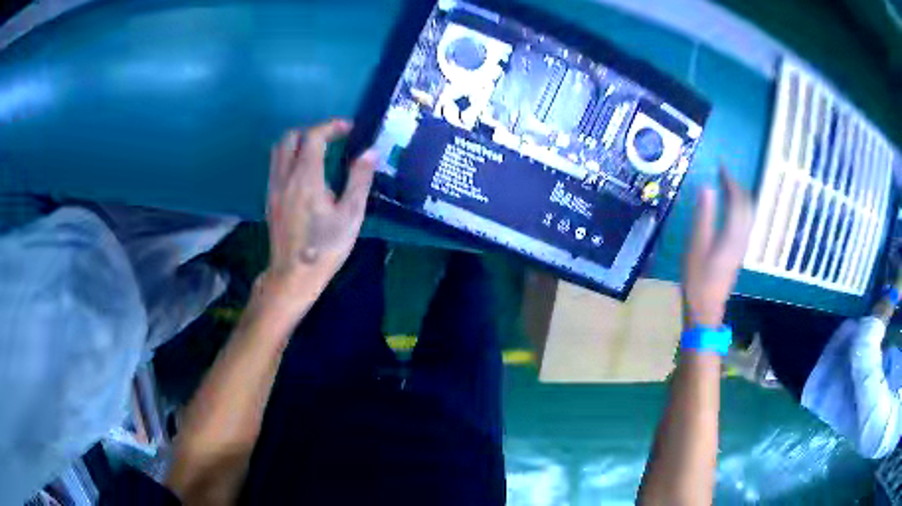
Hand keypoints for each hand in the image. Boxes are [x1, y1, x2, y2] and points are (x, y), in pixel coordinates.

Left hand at [265, 119, 376, 292]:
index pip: (313, 136)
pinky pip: (276, 166)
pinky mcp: (269, 199)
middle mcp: (285, 176)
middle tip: (332, 138)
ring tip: (319, 151)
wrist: (293, 275)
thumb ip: (360, 180)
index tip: (349, 128)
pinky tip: (305, 173)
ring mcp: (274, 187)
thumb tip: (370, 152)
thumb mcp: (351, 215)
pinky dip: (290, 157)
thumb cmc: (325, 247)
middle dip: (312, 130)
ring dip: (298, 142)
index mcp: (306, 177)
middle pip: (290, 137)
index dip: (332, 126)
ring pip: (279, 150)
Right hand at [682, 166, 753, 326]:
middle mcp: (742, 237)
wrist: (706, 309)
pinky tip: (730, 209)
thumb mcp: (696, 246)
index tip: (721, 167)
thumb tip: (707, 188)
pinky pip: (745, 223)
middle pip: (747, 205)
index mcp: (732, 234)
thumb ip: (703, 216)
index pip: (737, 200)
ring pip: (749, 214)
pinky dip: (740, 209)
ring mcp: (742, 246)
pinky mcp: (739, 252)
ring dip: (740, 197)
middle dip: (738, 187)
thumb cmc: (697, 279)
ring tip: (727, 187)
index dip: (731, 181)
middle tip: (723, 175)